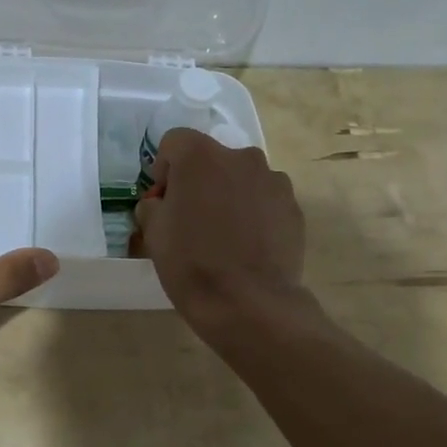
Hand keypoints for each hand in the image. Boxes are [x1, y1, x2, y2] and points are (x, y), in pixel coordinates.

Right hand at [134, 127, 305, 330]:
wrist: (250, 304)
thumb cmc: (192, 263)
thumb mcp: (153, 233)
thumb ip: (152, 206)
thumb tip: (162, 203)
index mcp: (200, 156)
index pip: (174, 142)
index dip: (164, 168)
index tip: (163, 200)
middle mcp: (240, 157)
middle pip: (211, 158)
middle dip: (198, 180)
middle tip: (191, 219)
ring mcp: (273, 180)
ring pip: (240, 178)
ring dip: (228, 194)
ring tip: (224, 235)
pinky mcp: (293, 206)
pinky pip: (264, 199)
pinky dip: (254, 213)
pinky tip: (248, 246)